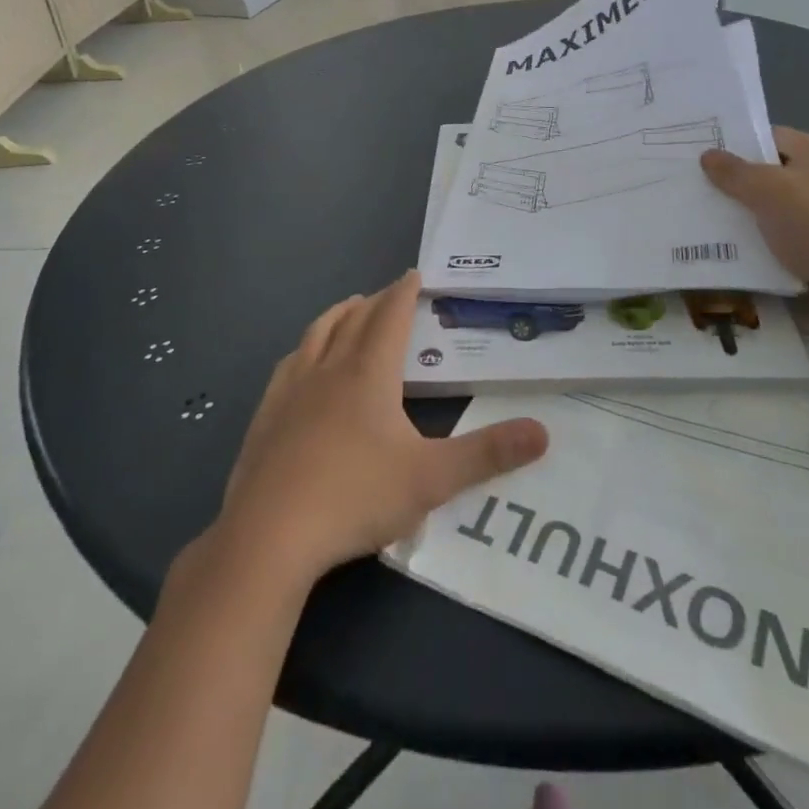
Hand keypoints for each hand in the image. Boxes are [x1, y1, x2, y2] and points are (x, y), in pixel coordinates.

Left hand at [216, 272, 548, 584]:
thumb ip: (488, 454)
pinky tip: (301, 364)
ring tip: (348, 310)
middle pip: (353, 319)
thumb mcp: (431, 479)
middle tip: (389, 295)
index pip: (390, 316)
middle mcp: (329, 368)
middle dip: (374, 301)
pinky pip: (289, 364)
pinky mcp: (265, 415)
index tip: (414, 274)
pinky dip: (305, 349)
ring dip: (337, 315)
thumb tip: (544, 432)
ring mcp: (291, 390)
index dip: (404, 292)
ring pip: (316, 334)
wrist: (269, 534)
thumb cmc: (355, 497)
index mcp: (368, 373)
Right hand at [702, 128, 808, 326]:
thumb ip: (734, 172)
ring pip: (777, 208)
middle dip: (737, 184)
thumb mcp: (767, 191)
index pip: (769, 137)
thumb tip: (708, 155)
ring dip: (748, 217)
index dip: (736, 146)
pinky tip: (737, 252)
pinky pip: (787, 236)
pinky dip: (765, 243)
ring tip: (707, 223)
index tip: (701, 160)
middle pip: (772, 173)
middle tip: (697, 191)